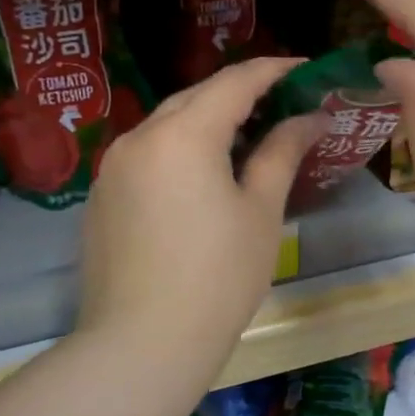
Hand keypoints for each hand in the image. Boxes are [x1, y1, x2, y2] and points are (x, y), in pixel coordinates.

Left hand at [75, 58, 324, 384]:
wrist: (141, 345)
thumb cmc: (217, 277)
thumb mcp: (260, 211)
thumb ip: (282, 152)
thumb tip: (312, 117)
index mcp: (182, 134)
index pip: (235, 81)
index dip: (274, 70)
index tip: (307, 69)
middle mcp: (139, 137)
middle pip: (197, 97)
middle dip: (241, 93)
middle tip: (284, 104)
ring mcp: (113, 167)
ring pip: (168, 125)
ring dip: (209, 122)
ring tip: (248, 138)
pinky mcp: (102, 197)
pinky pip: (148, 155)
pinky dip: (181, 150)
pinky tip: (203, 176)